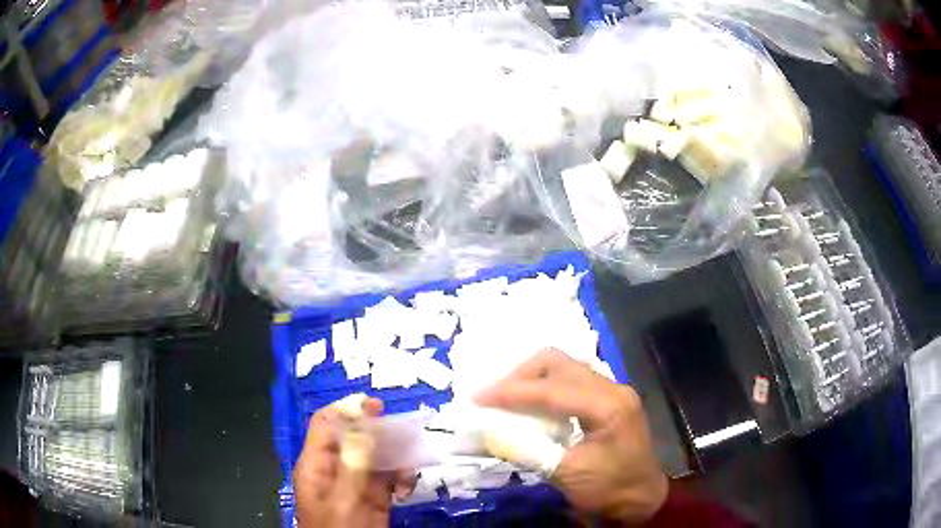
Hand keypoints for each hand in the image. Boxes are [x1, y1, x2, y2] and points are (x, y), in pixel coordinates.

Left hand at [293, 394, 416, 527]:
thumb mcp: (344, 500)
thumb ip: (353, 464)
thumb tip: (363, 424)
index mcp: (317, 465)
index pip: (326, 425)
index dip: (347, 410)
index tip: (377, 406)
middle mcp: (335, 470)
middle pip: (354, 438)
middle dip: (380, 433)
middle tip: (407, 432)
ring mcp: (355, 485)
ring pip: (375, 458)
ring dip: (396, 456)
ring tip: (414, 459)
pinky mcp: (373, 499)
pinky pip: (388, 479)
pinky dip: (401, 477)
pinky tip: (410, 485)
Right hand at [474, 349, 668, 523]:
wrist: (642, 500)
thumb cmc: (609, 489)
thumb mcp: (566, 474)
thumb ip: (526, 450)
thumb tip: (486, 432)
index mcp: (607, 405)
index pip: (551, 389)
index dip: (510, 391)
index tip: (477, 398)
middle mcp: (612, 388)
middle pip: (558, 362)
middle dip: (520, 375)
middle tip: (493, 397)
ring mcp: (613, 391)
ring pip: (564, 367)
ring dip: (532, 379)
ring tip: (507, 399)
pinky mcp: (609, 399)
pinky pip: (571, 380)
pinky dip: (546, 387)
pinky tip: (532, 404)